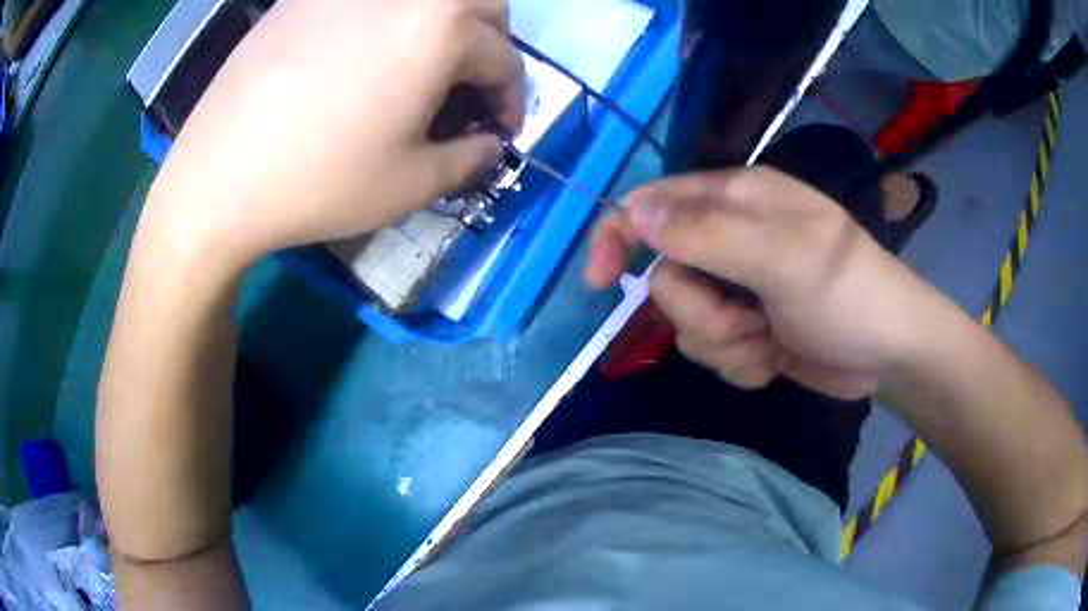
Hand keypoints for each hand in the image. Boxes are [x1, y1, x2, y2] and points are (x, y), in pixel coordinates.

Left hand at [144, 0, 524, 268]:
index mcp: (442, 28)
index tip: (501, 130)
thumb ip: (471, 158)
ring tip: (423, 65)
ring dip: (444, 25)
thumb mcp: (413, 184)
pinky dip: (387, 18)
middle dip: (491, 44)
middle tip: (472, 85)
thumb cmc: (321, 182)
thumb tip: (489, 143)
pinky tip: (363, 53)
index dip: (512, 99)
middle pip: (480, 3)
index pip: (503, 58)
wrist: (218, 178)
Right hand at [585, 167, 940, 399]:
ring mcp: (739, 288)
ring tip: (769, 341)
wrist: (889, 354)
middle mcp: (731, 239)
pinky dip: (740, 363)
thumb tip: (634, 213)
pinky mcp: (749, 329)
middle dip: (699, 310)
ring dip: (725, 343)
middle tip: (744, 318)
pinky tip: (775, 359)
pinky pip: (713, 351)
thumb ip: (707, 234)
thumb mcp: (783, 258)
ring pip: (687, 322)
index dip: (619, 237)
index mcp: (737, 200)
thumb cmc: (849, 293)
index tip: (601, 282)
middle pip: (667, 276)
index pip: (654, 204)